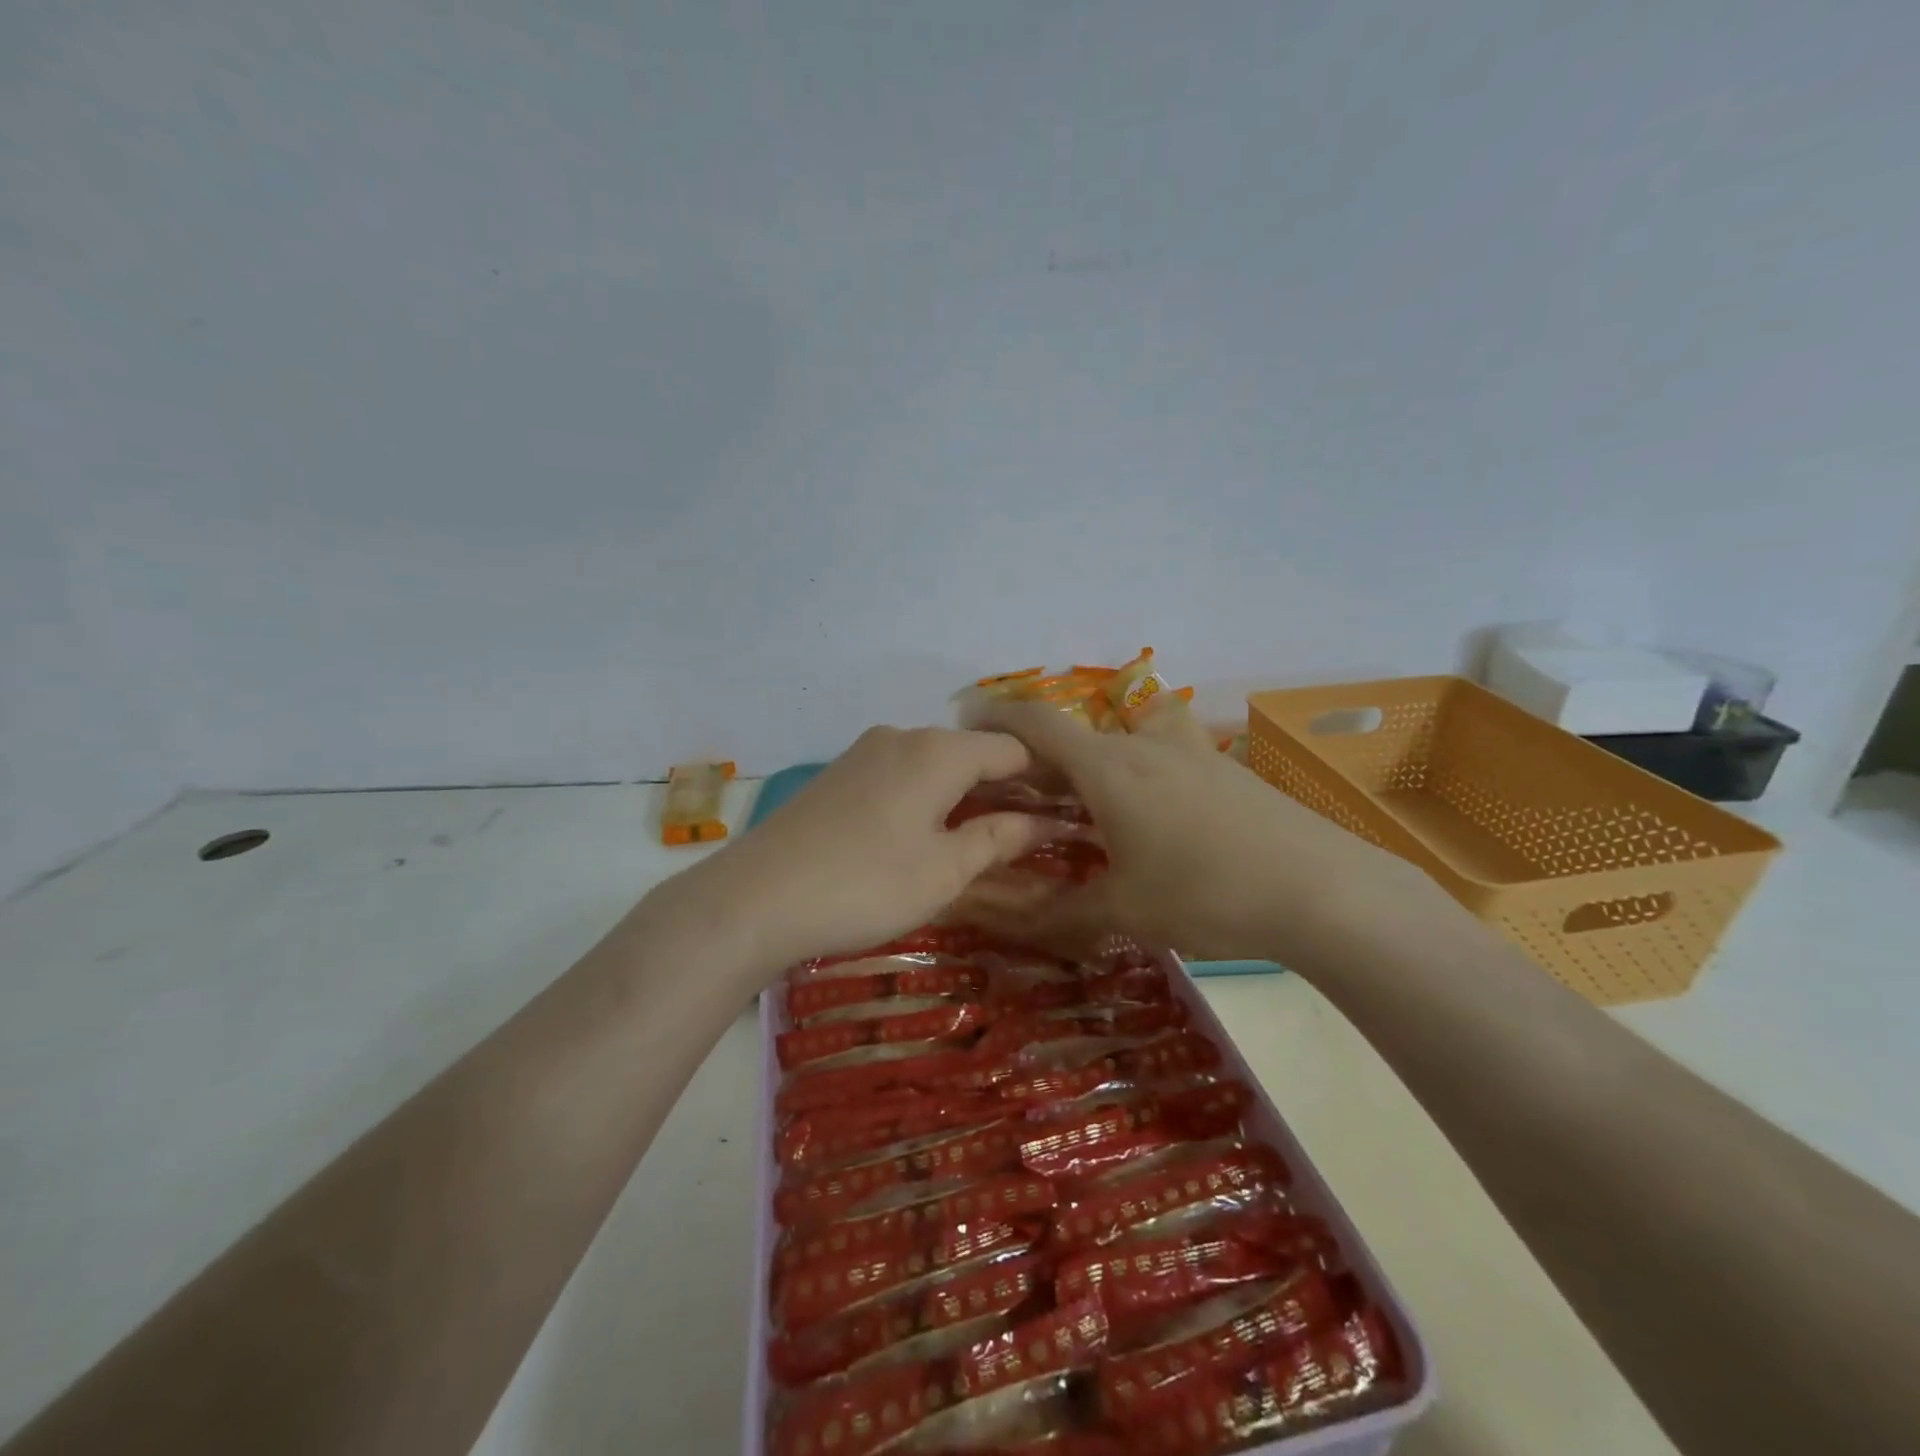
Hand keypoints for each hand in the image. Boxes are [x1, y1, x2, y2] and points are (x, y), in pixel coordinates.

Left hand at [661, 727, 1057, 974]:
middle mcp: (902, 736)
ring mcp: (863, 753)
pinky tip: (922, 836)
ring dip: (963, 795)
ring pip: (933, 765)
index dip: (1045, 778)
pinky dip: (925, 798)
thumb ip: (997, 838)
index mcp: (938, 751)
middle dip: (1003, 789)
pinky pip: (899, 776)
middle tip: (1029, 834)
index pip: (1012, 749)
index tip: (1067, 811)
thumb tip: (1042, 822)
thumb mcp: (944, 870)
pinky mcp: (836, 776)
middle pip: (971, 753)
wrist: (755, 898)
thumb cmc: (866, 884)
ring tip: (980, 840)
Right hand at [972, 701, 1428, 962]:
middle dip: (1042, 758)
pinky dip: (1136, 777)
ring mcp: (1190, 754)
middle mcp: (1144, 747)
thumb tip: (1014, 925)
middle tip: (1021, 796)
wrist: (1324, 889)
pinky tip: (1152, 823)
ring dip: (1093, 765)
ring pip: (1123, 744)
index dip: (997, 717)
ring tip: (1085, 809)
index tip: (967, 721)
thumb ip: (1065, 912)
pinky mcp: (1224, 770)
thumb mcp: (1127, 909)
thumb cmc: (1207, 892)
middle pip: (1077, 736)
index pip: (1037, 724)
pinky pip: (1162, 759)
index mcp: (1108, 768)